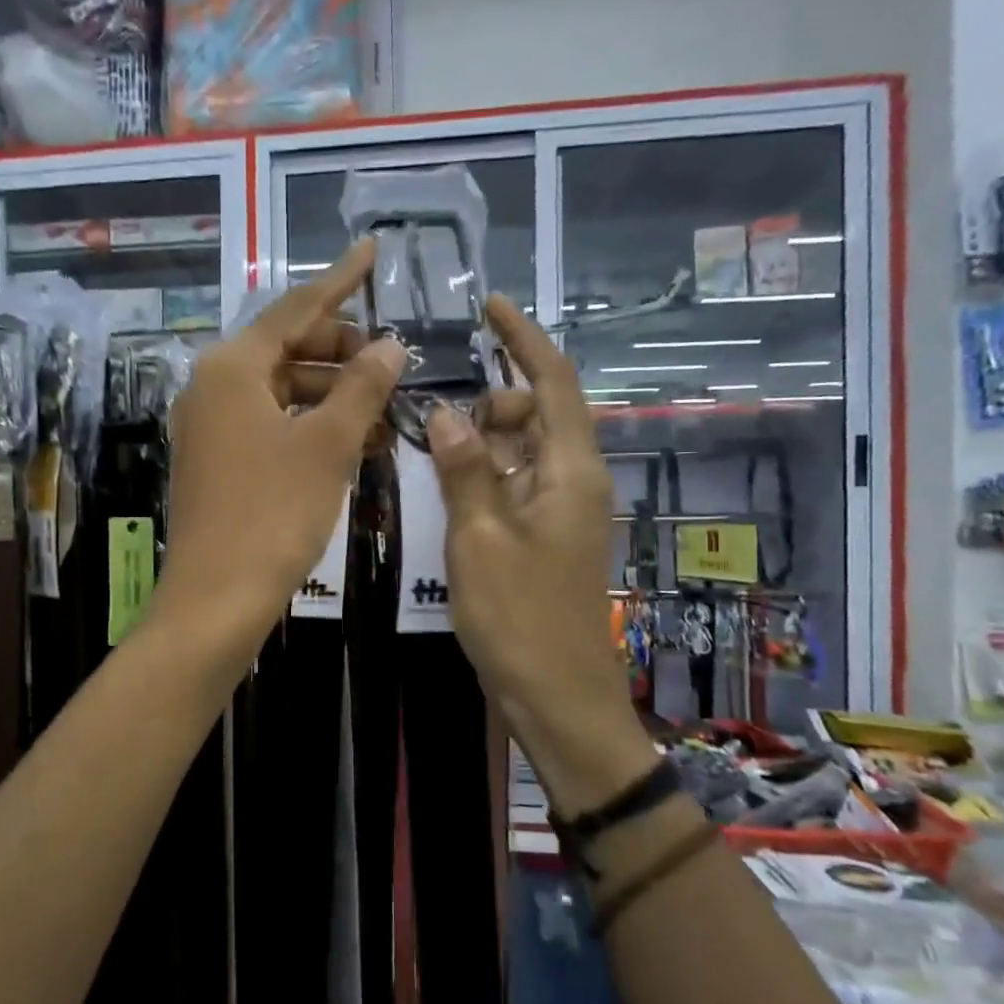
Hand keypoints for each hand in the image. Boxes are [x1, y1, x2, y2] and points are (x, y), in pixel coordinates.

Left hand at [156, 240, 403, 653]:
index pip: (295, 307)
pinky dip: (312, 425)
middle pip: (286, 347)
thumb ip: (361, 387)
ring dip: (333, 394)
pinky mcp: (217, 461)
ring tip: (386, 407)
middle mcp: (212, 387)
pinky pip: (271, 424)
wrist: (216, 599)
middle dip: (341, 349)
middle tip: (391, 359)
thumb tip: (391, 344)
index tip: (372, 249)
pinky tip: (356, 441)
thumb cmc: (273, 514)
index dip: (340, 280)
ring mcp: (211, 426)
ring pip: (282, 390)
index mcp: (232, 368)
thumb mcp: (328, 445)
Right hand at [426, 296, 652, 809]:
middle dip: (491, 402)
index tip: (492, 307)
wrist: (557, 697)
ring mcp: (561, 512)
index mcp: (571, 472)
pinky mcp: (544, 538)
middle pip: (537, 414)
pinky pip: (514, 485)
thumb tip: (447, 412)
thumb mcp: (480, 539)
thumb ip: (465, 470)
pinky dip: (483, 475)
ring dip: (481, 441)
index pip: (554, 383)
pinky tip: (446, 489)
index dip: (524, 340)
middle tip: (435, 419)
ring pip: (522, 451)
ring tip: (430, 449)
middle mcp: (574, 482)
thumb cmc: (520, 618)